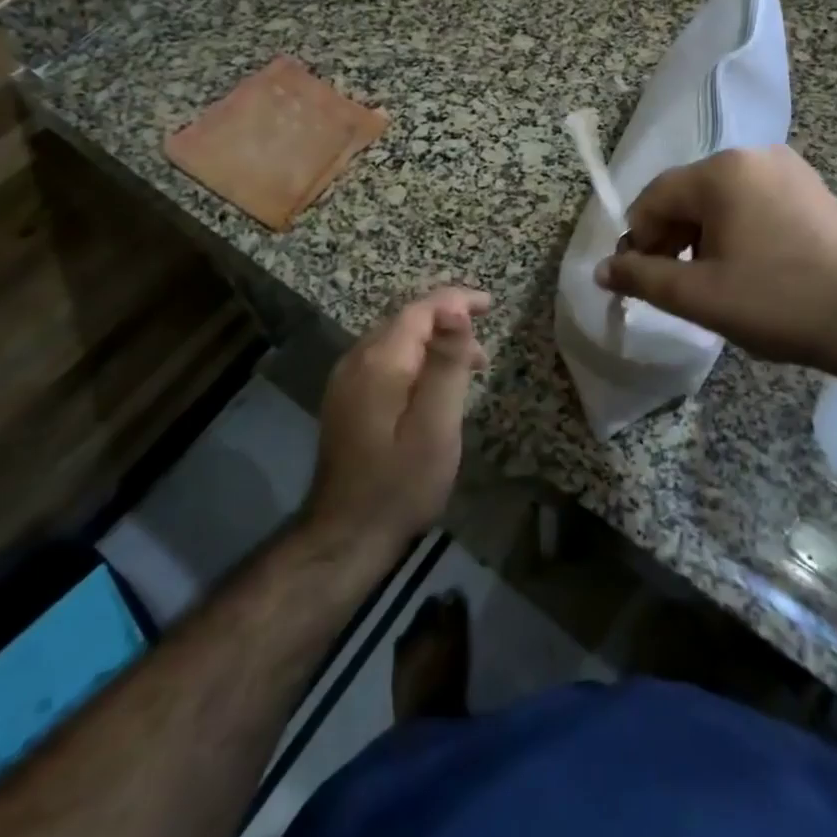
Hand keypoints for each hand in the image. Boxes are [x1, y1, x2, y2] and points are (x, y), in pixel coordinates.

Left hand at [304, 287, 491, 562]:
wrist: (345, 536)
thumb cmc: (401, 483)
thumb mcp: (436, 424)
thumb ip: (447, 363)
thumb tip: (456, 308)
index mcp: (379, 360)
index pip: (420, 309)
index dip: (457, 300)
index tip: (491, 305)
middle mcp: (356, 359)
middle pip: (406, 320)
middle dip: (447, 321)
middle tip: (484, 347)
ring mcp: (346, 380)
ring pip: (395, 340)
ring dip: (433, 342)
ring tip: (468, 367)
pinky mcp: (346, 399)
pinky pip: (384, 360)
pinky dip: (414, 359)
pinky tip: (432, 385)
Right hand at [596, 146, 836, 379]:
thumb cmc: (776, 303)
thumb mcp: (697, 295)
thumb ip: (641, 277)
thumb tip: (601, 269)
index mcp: (722, 171)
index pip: (655, 197)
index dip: (639, 239)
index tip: (640, 278)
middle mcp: (753, 155)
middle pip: (687, 194)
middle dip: (670, 237)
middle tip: (673, 284)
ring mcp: (787, 168)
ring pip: (720, 198)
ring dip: (701, 235)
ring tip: (710, 279)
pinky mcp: (809, 187)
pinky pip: (752, 200)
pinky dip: (735, 228)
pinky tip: (746, 265)